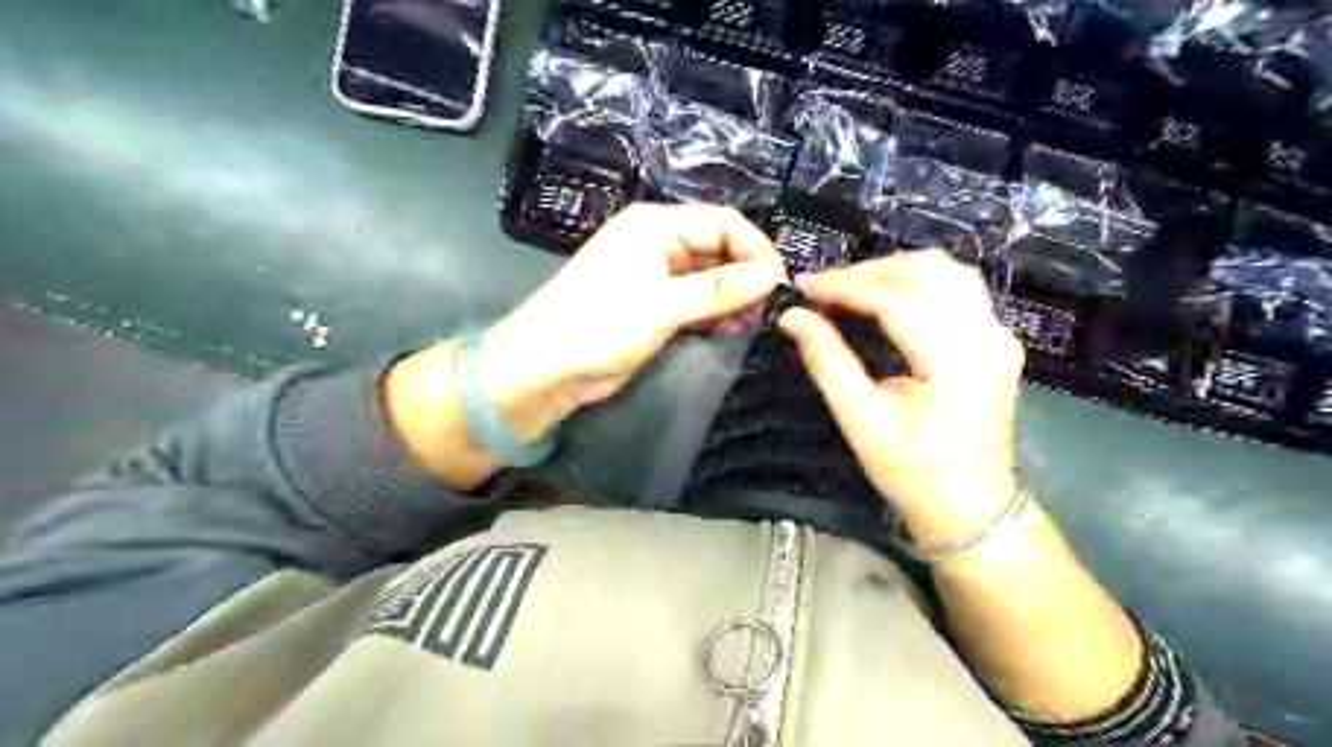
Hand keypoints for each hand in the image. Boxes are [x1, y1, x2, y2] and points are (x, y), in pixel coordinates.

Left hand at [384, 204, 782, 479]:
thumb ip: (717, 289)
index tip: (780, 283)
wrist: (546, 368)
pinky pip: (698, 299)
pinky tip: (733, 327)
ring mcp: (657, 275)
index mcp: (655, 225)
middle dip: (747, 273)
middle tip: (772, 307)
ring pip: (711, 275)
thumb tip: (773, 275)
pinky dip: (717, 310)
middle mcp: (659, 243)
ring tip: (755, 320)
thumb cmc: (598, 325)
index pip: (722, 222)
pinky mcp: (656, 305)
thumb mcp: (661, 305)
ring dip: (735, 294)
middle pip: (719, 246)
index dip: (755, 248)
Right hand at [778, 251, 1021, 540]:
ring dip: (895, 270)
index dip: (847, 286)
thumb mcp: (861, 423)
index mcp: (956, 364)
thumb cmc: (913, 473)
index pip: (898, 300)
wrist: (971, 506)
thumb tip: (792, 318)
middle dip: (869, 272)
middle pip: (927, 274)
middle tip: (824, 289)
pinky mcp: (998, 338)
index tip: (805, 287)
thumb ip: (828, 363)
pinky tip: (887, 296)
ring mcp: (1000, 335)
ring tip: (851, 288)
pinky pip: (958, 288)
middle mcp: (988, 338)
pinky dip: (918, 281)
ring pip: (947, 272)